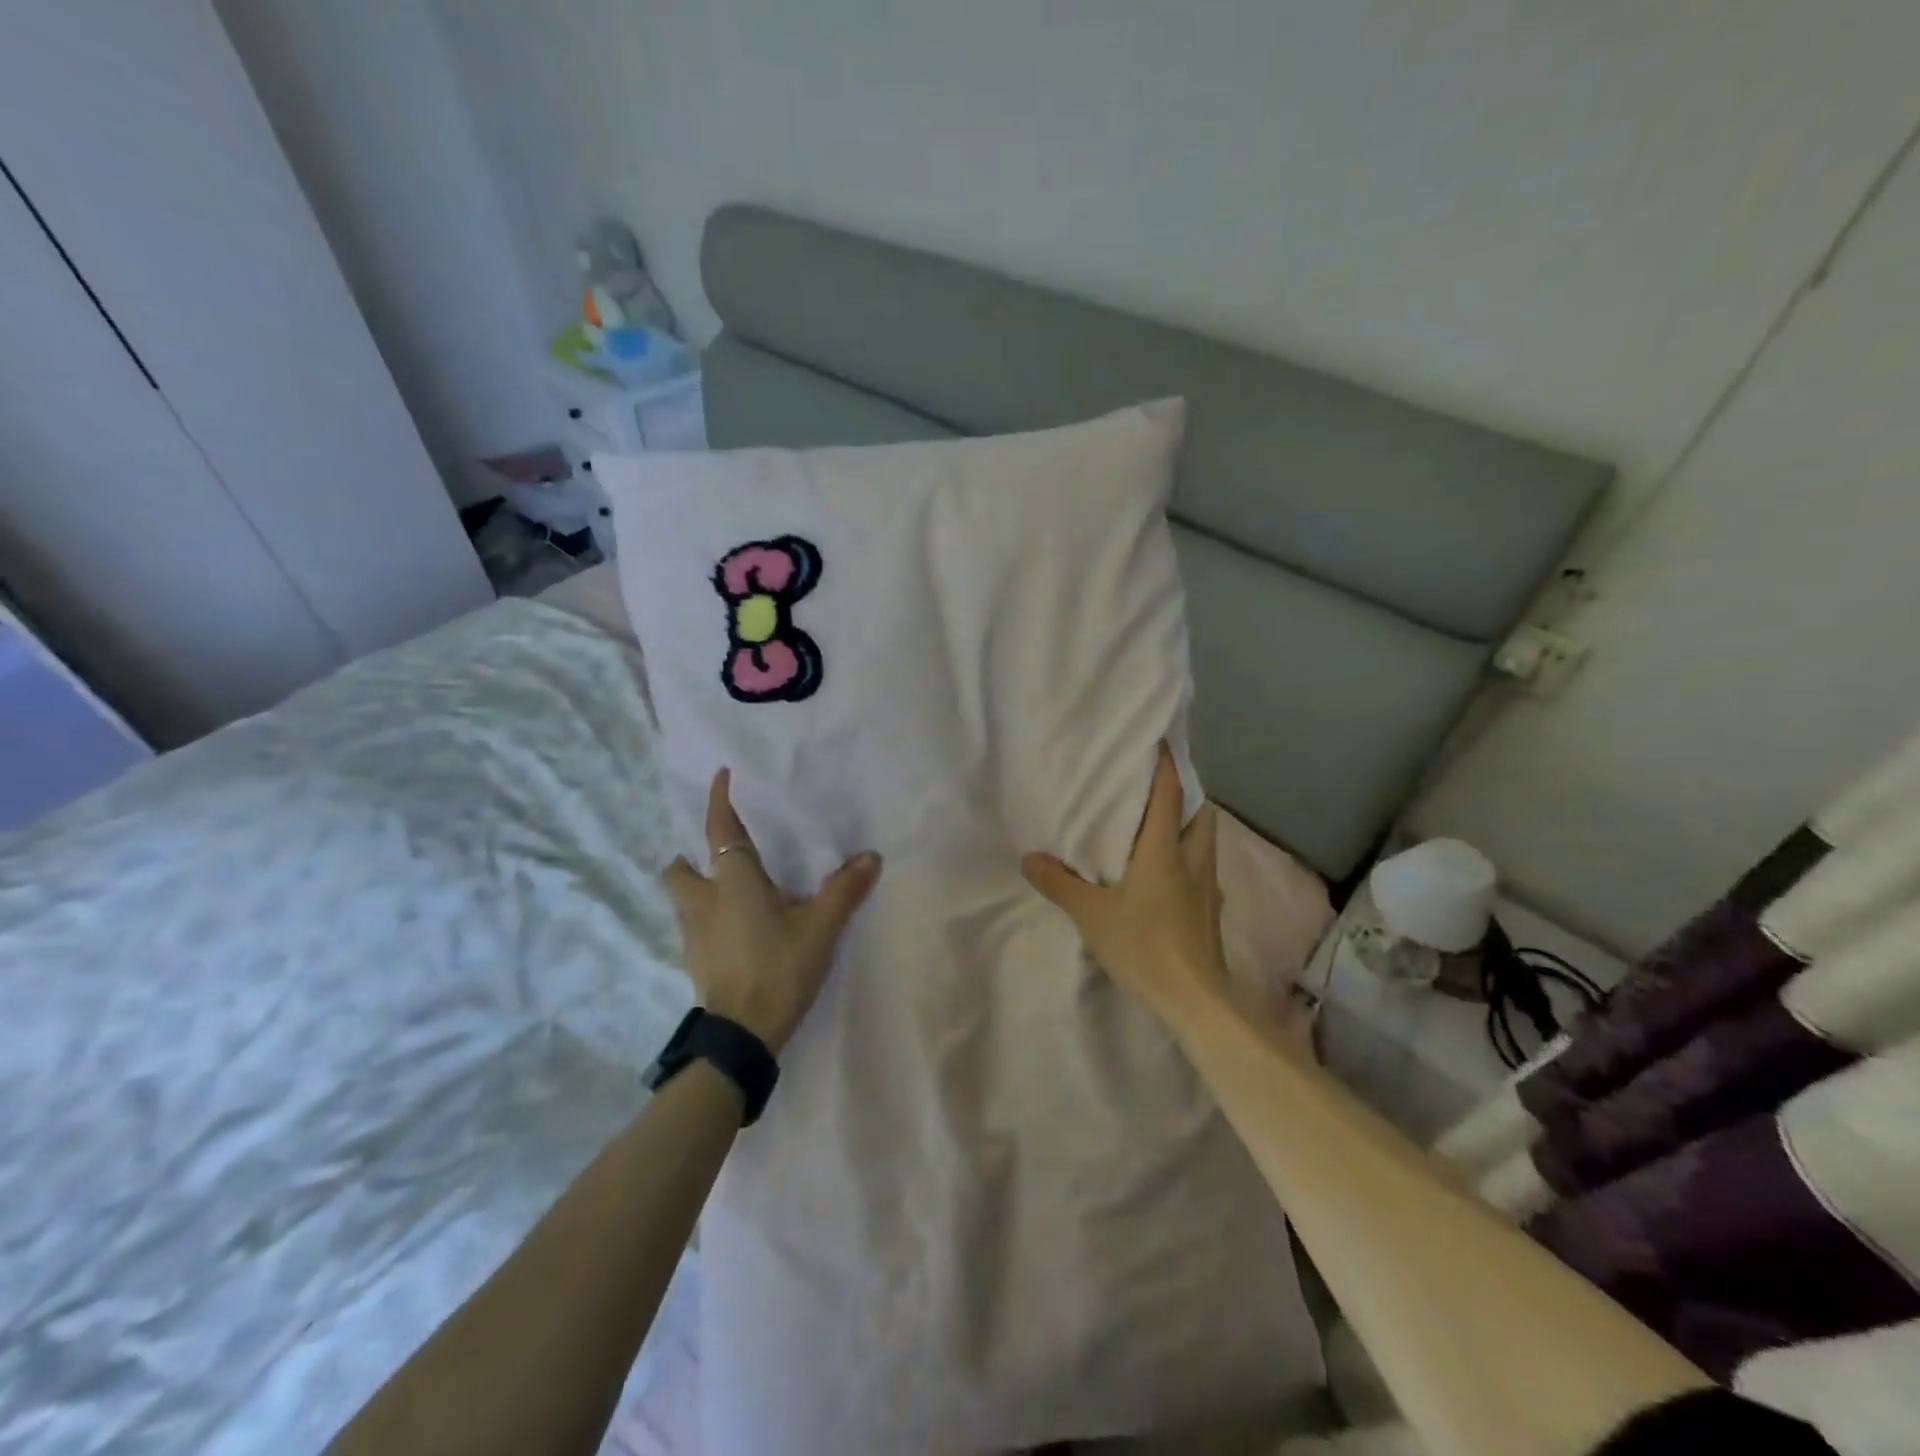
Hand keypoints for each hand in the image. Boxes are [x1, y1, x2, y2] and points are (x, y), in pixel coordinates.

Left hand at [663, 768, 881, 1053]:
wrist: (743, 1034)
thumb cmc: (779, 967)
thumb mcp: (821, 927)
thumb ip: (845, 890)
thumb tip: (871, 857)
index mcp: (734, 881)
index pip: (720, 829)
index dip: (718, 800)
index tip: (720, 775)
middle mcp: (704, 901)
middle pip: (678, 869)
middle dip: (690, 858)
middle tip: (717, 858)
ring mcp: (693, 934)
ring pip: (682, 900)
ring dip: (696, 889)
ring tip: (727, 894)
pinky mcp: (694, 962)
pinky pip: (692, 928)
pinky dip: (706, 920)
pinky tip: (732, 933)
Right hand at [1022, 744, 1229, 1027]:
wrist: (1195, 999)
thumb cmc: (1144, 944)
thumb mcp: (1090, 914)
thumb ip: (1059, 883)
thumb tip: (1029, 858)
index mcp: (1164, 849)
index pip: (1170, 793)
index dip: (1166, 764)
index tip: (1159, 741)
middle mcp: (1193, 859)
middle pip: (1200, 813)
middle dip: (1185, 795)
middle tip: (1158, 791)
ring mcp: (1208, 887)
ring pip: (1205, 842)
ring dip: (1189, 827)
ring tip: (1160, 830)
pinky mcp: (1211, 912)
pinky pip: (1203, 870)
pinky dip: (1189, 860)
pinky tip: (1169, 878)